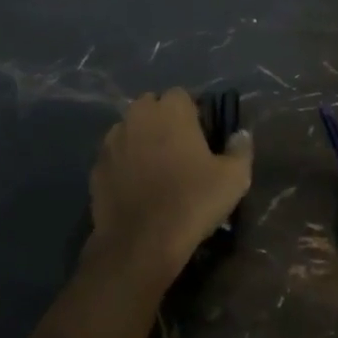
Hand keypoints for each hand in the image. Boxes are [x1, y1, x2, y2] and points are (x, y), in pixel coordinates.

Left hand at [87, 90, 252, 282]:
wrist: (141, 242)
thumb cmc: (192, 202)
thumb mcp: (233, 178)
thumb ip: (240, 149)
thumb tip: (240, 135)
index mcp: (170, 110)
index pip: (182, 96)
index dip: (193, 114)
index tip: (201, 137)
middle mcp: (137, 115)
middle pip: (152, 107)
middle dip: (164, 122)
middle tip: (179, 150)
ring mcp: (112, 139)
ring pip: (130, 129)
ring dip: (142, 140)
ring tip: (156, 170)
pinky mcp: (97, 165)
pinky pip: (115, 155)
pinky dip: (124, 163)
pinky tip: (136, 187)